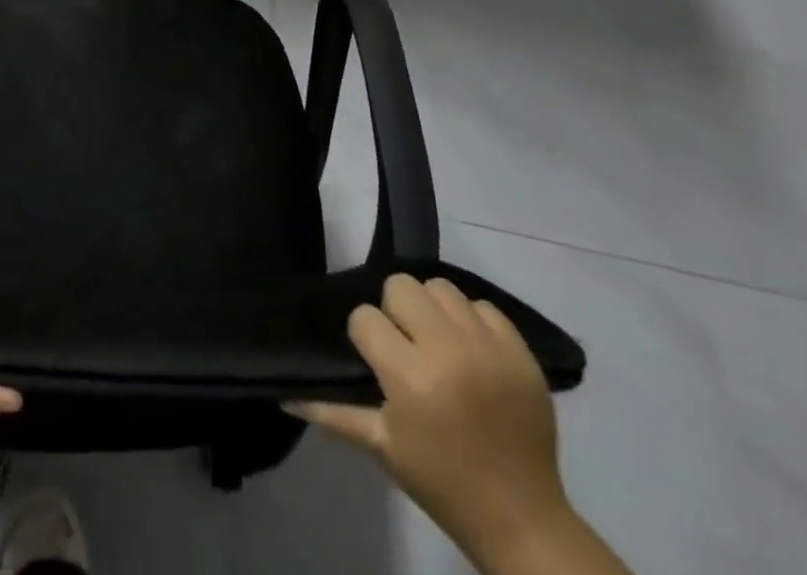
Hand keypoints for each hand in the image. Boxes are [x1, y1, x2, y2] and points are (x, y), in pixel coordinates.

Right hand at [288, 275, 574, 570]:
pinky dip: (473, 322)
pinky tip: (471, 352)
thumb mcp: (382, 448)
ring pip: (441, 288)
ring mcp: (488, 348)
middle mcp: (448, 350)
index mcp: (410, 377)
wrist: (522, 520)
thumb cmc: (442, 483)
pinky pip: (484, 307)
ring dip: (432, 310)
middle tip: (405, 346)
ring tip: (438, 343)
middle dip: (395, 312)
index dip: (365, 336)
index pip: (365, 318)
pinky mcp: (521, 352)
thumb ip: (332, 412)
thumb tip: (284, 393)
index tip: (376, 361)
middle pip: (401, 287)